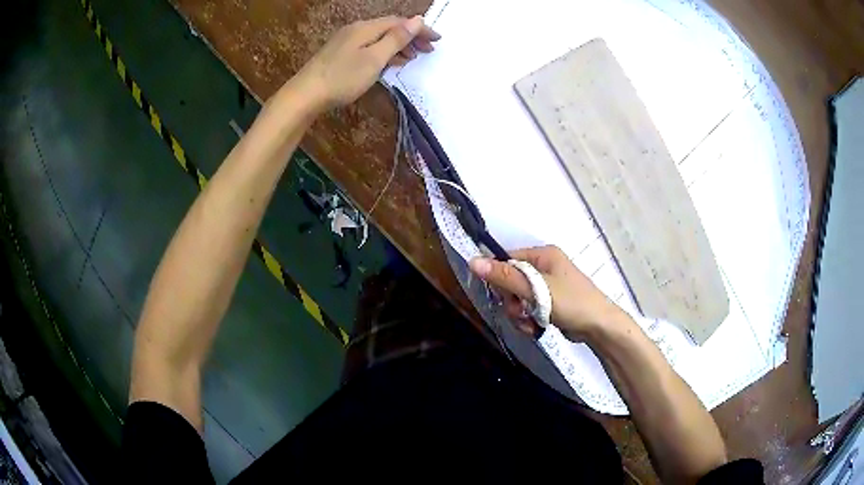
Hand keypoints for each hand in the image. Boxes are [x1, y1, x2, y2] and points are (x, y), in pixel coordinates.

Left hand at [295, 16, 439, 109]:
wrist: (305, 95)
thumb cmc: (342, 77)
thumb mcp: (374, 59)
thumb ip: (396, 39)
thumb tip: (417, 19)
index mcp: (366, 28)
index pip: (399, 22)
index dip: (420, 29)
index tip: (438, 40)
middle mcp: (356, 30)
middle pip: (389, 28)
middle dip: (411, 37)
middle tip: (429, 50)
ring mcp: (346, 42)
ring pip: (379, 38)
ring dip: (398, 46)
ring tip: (413, 58)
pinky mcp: (340, 54)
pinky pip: (369, 47)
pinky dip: (384, 52)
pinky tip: (389, 63)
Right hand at [469, 246, 624, 341]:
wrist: (599, 327)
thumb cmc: (571, 302)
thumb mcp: (536, 289)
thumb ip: (505, 276)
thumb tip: (473, 261)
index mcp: (543, 255)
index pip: (508, 260)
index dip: (500, 279)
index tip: (501, 297)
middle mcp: (544, 267)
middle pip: (511, 282)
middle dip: (512, 302)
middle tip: (520, 313)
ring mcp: (548, 286)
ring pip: (518, 299)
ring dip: (519, 315)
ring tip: (530, 325)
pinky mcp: (549, 304)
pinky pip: (528, 309)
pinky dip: (528, 321)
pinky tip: (535, 329)